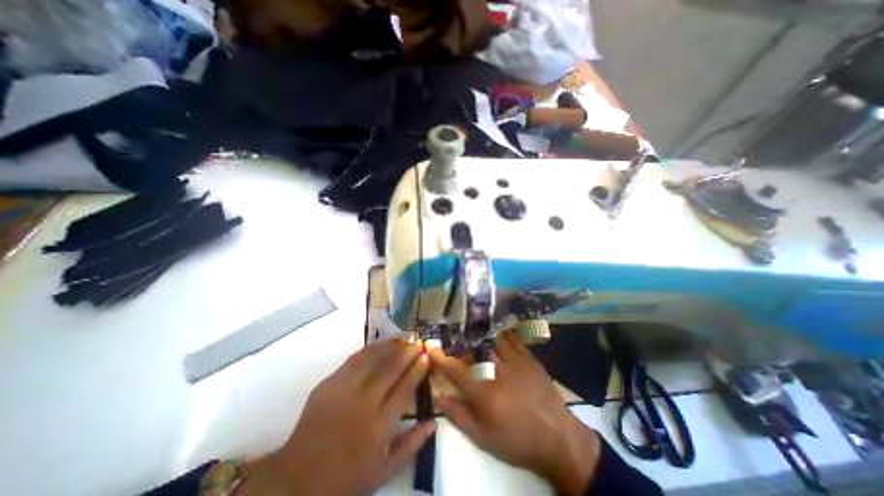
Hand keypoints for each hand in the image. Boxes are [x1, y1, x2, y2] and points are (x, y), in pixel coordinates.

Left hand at [240, 341, 433, 495]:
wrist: (296, 479)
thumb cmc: (345, 478)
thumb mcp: (383, 472)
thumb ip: (411, 446)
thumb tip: (433, 422)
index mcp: (379, 426)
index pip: (405, 388)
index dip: (417, 370)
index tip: (426, 357)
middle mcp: (364, 403)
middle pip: (391, 369)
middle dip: (408, 352)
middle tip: (418, 344)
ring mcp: (344, 391)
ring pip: (373, 359)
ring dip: (390, 346)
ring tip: (403, 339)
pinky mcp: (329, 384)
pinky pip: (354, 360)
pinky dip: (370, 349)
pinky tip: (380, 345)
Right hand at [426, 332, 600, 495]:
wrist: (558, 440)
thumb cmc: (518, 442)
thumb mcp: (484, 438)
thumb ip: (459, 416)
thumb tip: (438, 397)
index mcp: (485, 394)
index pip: (456, 371)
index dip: (440, 359)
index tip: (430, 347)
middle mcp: (498, 372)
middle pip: (475, 350)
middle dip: (463, 344)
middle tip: (458, 342)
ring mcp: (517, 363)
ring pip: (494, 340)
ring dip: (483, 336)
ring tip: (476, 332)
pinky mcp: (530, 359)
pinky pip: (514, 340)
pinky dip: (504, 335)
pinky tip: (499, 334)